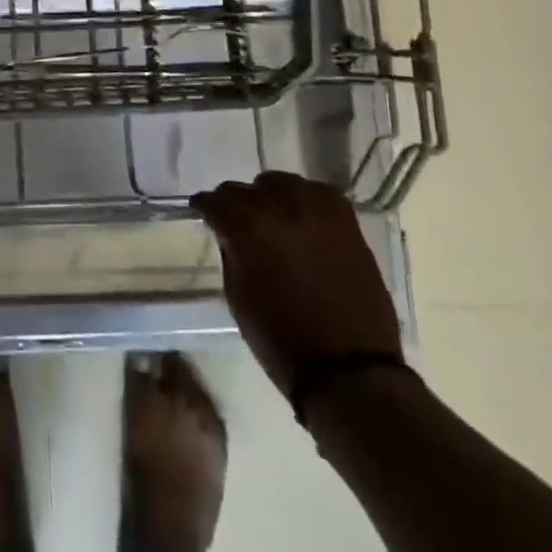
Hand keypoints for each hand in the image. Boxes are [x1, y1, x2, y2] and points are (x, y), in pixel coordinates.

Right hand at [191, 172, 400, 402]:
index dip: (205, 207)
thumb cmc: (280, 340)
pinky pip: (319, 192)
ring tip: (272, 214)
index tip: (204, 213)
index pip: (214, 201)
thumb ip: (231, 253)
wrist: (347, 369)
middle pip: (244, 188)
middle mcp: (278, 210)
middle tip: (235, 219)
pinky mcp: (346, 222)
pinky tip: (303, 214)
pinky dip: (306, 198)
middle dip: (235, 202)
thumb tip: (230, 233)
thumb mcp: (237, 296)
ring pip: (281, 182)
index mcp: (245, 230)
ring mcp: (316, 212)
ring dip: (270, 195)